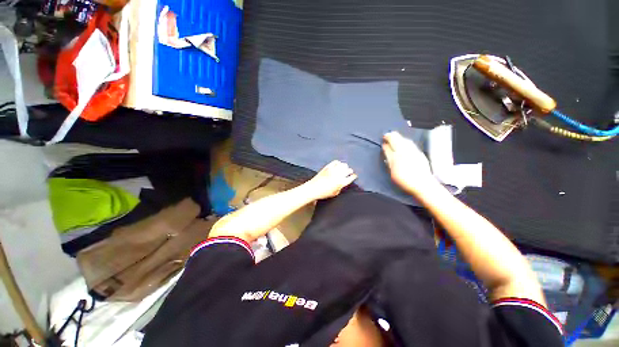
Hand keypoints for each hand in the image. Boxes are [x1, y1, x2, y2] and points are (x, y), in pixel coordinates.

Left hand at [304, 160, 357, 199]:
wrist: (313, 188)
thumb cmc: (324, 193)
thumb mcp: (335, 193)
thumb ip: (341, 187)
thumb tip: (344, 182)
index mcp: (341, 183)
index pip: (351, 177)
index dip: (353, 176)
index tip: (354, 176)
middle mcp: (338, 175)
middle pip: (348, 170)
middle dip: (350, 171)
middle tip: (349, 172)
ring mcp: (333, 170)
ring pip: (343, 165)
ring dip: (345, 167)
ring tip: (344, 169)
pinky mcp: (328, 167)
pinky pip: (336, 162)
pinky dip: (338, 163)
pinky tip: (338, 165)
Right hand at [382, 131, 436, 193]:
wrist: (423, 184)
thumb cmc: (404, 179)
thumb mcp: (392, 169)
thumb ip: (388, 156)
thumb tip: (385, 147)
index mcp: (398, 152)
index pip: (391, 141)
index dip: (386, 138)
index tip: (383, 138)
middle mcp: (407, 149)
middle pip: (399, 138)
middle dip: (392, 136)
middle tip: (387, 136)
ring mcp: (415, 151)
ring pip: (406, 140)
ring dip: (399, 137)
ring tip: (395, 138)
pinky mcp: (420, 154)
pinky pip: (411, 144)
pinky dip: (405, 142)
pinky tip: (404, 144)